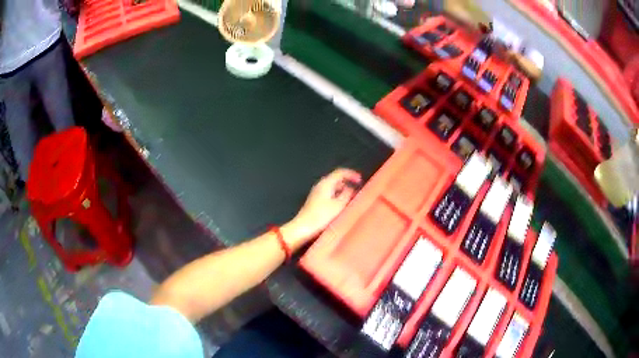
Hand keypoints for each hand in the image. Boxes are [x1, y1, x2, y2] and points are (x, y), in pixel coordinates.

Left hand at [282, 168, 361, 249]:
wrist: (303, 228)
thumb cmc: (322, 216)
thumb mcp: (339, 205)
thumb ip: (347, 194)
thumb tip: (351, 188)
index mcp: (326, 183)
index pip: (340, 172)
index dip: (351, 174)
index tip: (360, 181)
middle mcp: (320, 185)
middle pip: (336, 180)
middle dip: (348, 184)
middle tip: (357, 191)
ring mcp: (317, 194)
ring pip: (333, 188)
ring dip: (343, 192)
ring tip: (351, 200)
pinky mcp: (315, 202)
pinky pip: (329, 195)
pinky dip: (337, 197)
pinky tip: (342, 207)